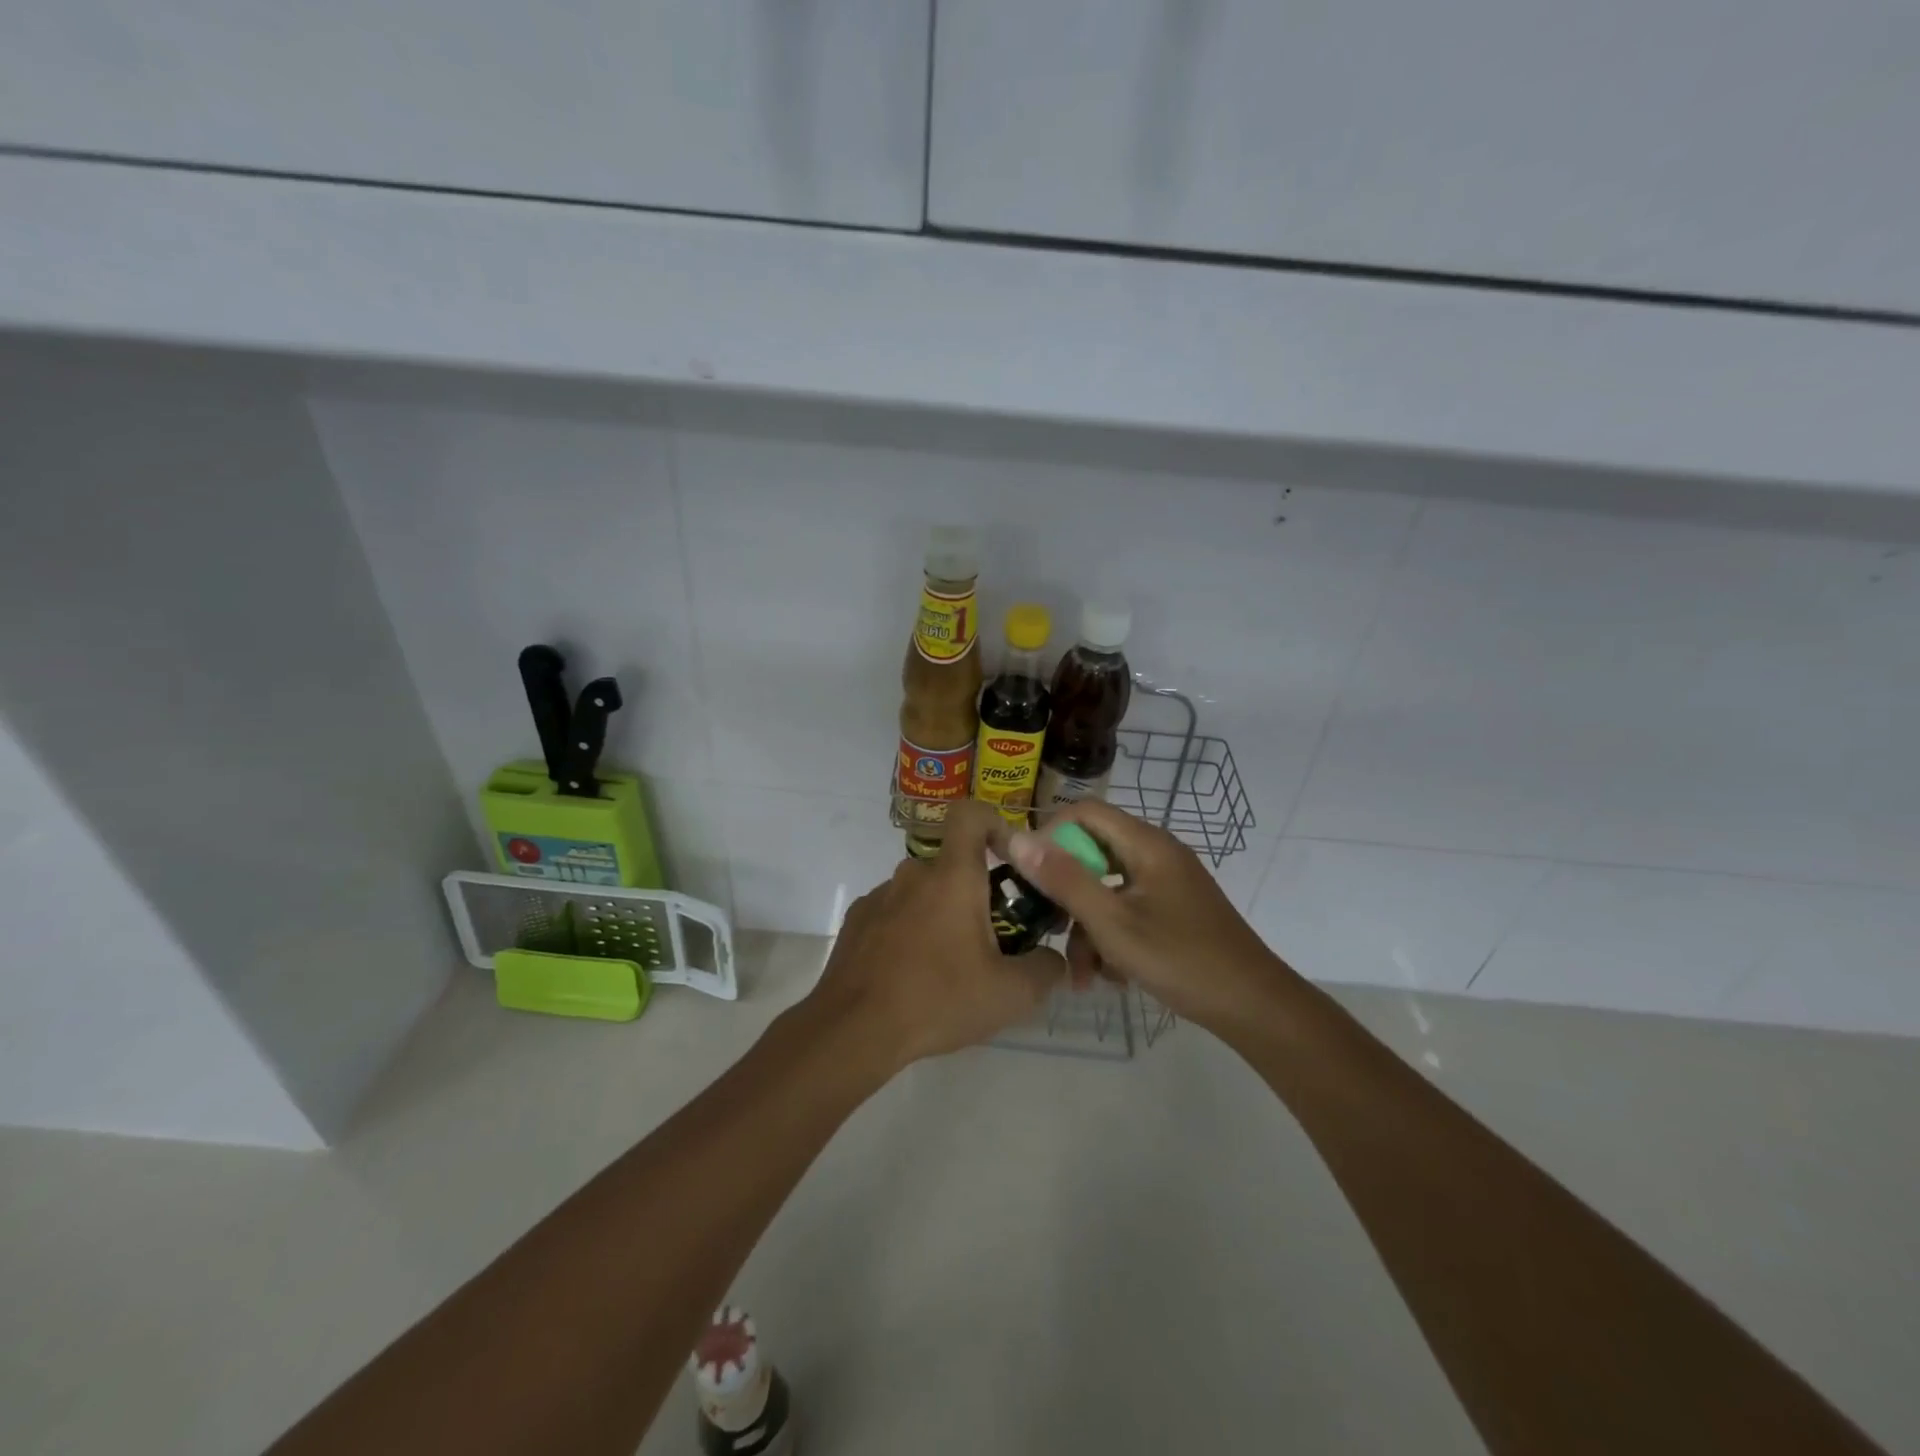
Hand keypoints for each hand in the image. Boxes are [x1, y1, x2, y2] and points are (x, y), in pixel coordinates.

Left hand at [808, 801, 1063, 1069]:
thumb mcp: (1011, 995)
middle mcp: (913, 873)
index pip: (971, 813)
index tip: (1010, 859)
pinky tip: (913, 974)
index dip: (995, 823)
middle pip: (954, 864)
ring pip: (925, 891)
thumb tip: (1053, 959)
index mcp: (952, 876)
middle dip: (978, 893)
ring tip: (952, 966)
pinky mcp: (858, 920)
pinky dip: (911, 931)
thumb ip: (1046, 968)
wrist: (853, 1030)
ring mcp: (880, 895)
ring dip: (943, 915)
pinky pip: (896, 912)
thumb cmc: (937, 1000)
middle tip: (993, 940)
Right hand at [999, 800, 1292, 1031]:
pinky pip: (1128, 908)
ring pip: (1108, 888)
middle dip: (1068, 895)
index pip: (1084, 812)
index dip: (1050, 835)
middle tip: (1052, 930)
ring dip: (1089, 927)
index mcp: (1146, 844)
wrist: (1254, 1007)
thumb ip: (1064, 879)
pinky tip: (1112, 976)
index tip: (1031, 876)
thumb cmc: (1181, 960)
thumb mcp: (1112, 923)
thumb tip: (1017, 839)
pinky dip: (1113, 936)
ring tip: (1084, 976)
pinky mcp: (1174, 908)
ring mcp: (1167, 882)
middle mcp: (1157, 853)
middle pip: (1093, 853)